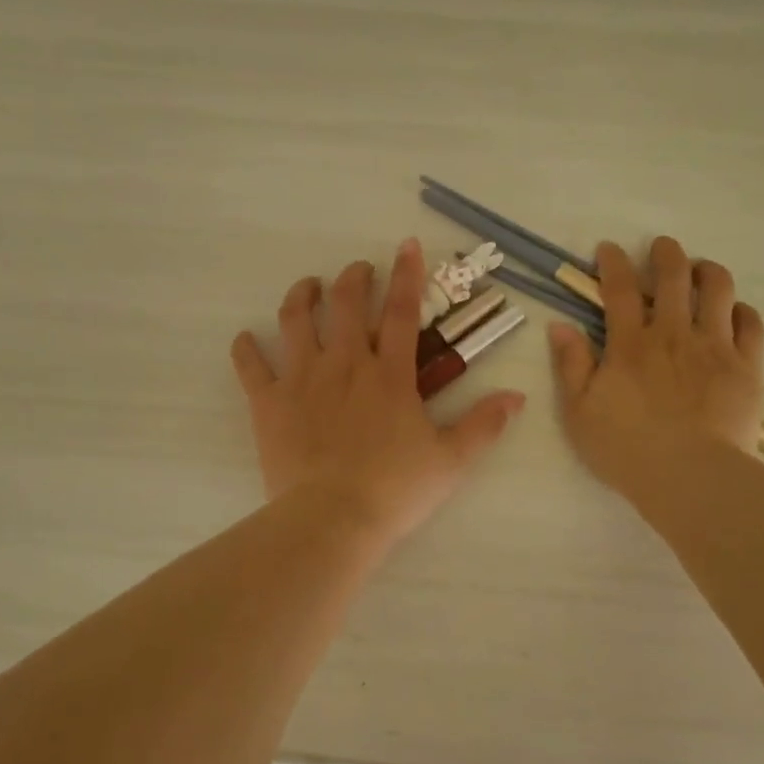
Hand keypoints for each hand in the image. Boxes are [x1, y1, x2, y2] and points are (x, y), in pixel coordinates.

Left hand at [231, 240, 525, 545]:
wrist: (333, 518)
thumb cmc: (395, 489)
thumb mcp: (451, 460)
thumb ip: (484, 425)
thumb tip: (517, 397)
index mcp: (389, 375)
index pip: (400, 311)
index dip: (407, 274)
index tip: (407, 244)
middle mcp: (344, 364)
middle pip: (344, 304)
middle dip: (353, 278)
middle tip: (358, 271)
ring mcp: (301, 379)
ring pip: (296, 320)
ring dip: (302, 296)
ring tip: (308, 287)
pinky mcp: (268, 403)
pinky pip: (251, 366)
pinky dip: (246, 348)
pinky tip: (246, 338)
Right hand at [548, 237, 763, 505]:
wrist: (690, 477)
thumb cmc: (626, 448)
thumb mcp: (579, 412)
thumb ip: (571, 364)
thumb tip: (560, 325)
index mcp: (630, 344)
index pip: (619, 289)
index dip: (613, 262)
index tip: (609, 248)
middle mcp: (673, 334)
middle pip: (673, 276)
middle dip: (666, 254)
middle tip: (662, 247)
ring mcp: (715, 347)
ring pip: (718, 289)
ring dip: (708, 271)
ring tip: (701, 270)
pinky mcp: (746, 366)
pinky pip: (750, 323)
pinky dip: (740, 310)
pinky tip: (732, 312)